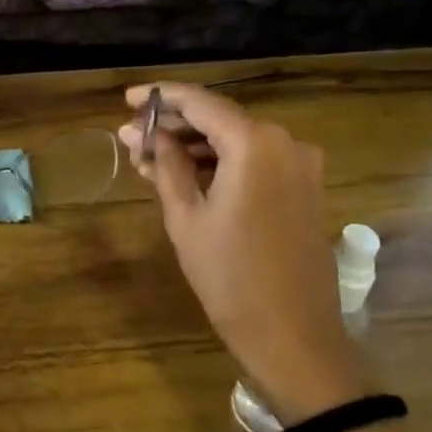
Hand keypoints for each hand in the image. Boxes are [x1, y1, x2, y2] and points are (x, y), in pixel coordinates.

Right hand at [119, 83, 369, 422]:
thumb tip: (148, 134)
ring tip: (148, 160)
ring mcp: (300, 166)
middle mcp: (284, 143)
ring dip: (193, 146)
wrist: (292, 334)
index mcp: (255, 144)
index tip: (128, 100)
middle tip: (132, 136)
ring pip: (235, 140)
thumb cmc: (229, 275)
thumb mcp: (186, 217)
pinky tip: (184, 175)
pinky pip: (254, 161)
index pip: (200, 102)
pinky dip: (219, 163)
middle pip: (219, 119)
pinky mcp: (303, 188)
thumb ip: (167, 164)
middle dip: (174, 125)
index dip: (161, 97)